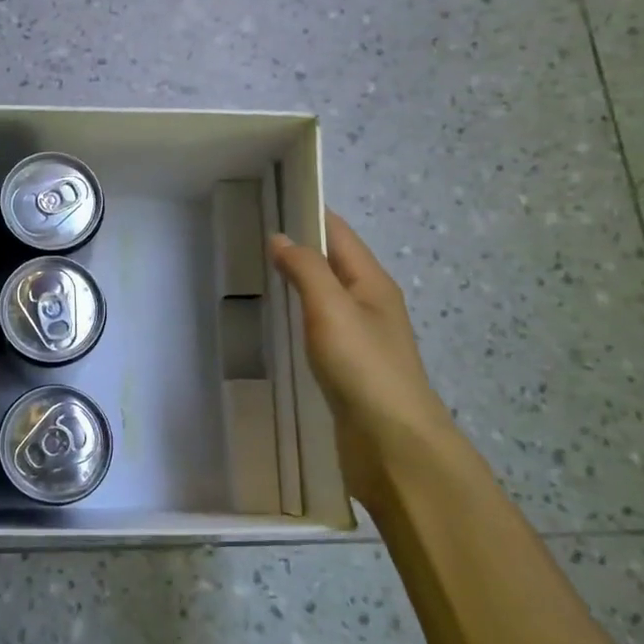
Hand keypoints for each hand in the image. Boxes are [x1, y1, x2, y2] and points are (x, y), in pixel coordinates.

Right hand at [269, 212, 456, 469]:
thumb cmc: (363, 366)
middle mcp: (370, 303)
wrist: (392, 443)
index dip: (309, 213)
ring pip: (325, 296)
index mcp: (372, 282)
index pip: (339, 233)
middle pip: (333, 263)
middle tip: (250, 237)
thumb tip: (280, 237)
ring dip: (298, 282)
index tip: (270, 200)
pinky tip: (278, 323)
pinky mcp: (349, 368)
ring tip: (257, 274)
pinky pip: (320, 328)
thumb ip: (305, 269)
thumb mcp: (331, 308)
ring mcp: (360, 338)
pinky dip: (299, 315)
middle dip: (299, 246)